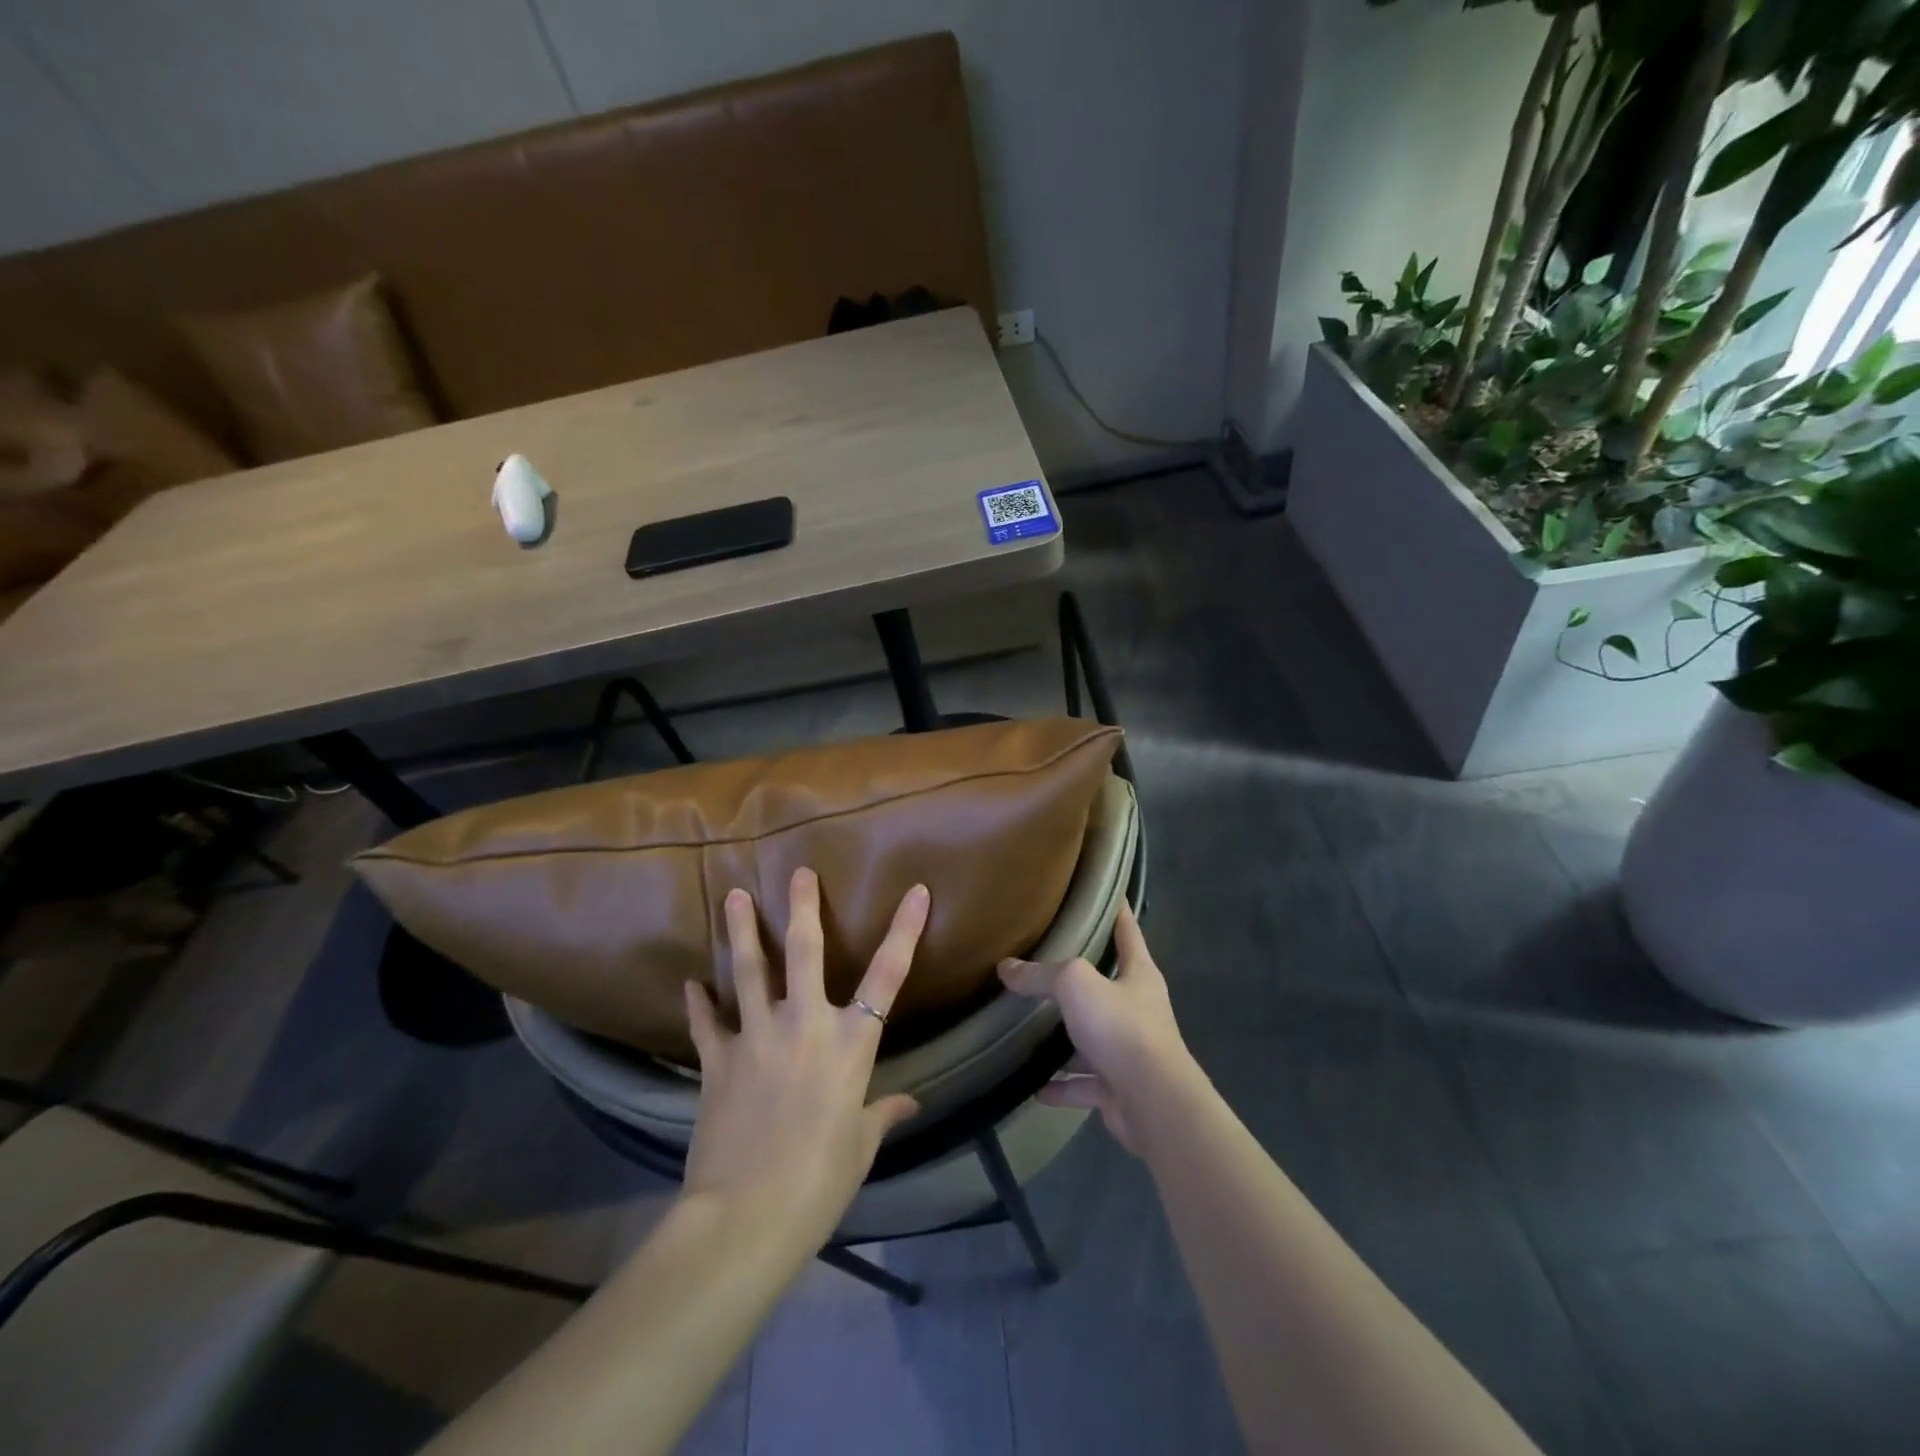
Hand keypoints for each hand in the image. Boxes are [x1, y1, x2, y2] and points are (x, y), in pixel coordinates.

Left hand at [681, 868, 927, 1246]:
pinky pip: (707, 1023)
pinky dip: (699, 1002)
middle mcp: (805, 1025)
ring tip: (733, 896)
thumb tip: (908, 1103)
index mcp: (850, 1044)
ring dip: (742, 932)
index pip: (888, 976)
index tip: (916, 891)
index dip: (904, 930)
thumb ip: (881, 1114)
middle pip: (805, 952)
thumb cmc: (818, 1182)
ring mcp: (756, 1037)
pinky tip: (691, 983)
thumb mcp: (859, 1147)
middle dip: (803, 908)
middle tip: (799, 872)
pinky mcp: (717, 1060)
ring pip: (749, 971)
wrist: (745, 1217)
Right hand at [998, 902, 1188, 1152]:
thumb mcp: (1076, 985)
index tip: (1106, 892)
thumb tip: (1006, 968)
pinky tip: (1034, 1087)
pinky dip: (1061, 1086)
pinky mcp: (1119, 1088)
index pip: (1128, 930)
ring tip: (1032, 1028)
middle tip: (1046, 961)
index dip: (1117, 910)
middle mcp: (1138, 1008)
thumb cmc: (1121, 1027)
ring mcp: (1130, 1050)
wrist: (1153, 1102)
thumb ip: (1041, 974)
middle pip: (1108, 985)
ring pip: (1093, 1038)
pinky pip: (1084, 1083)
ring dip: (1068, 1039)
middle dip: (1081, 978)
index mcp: (1139, 974)